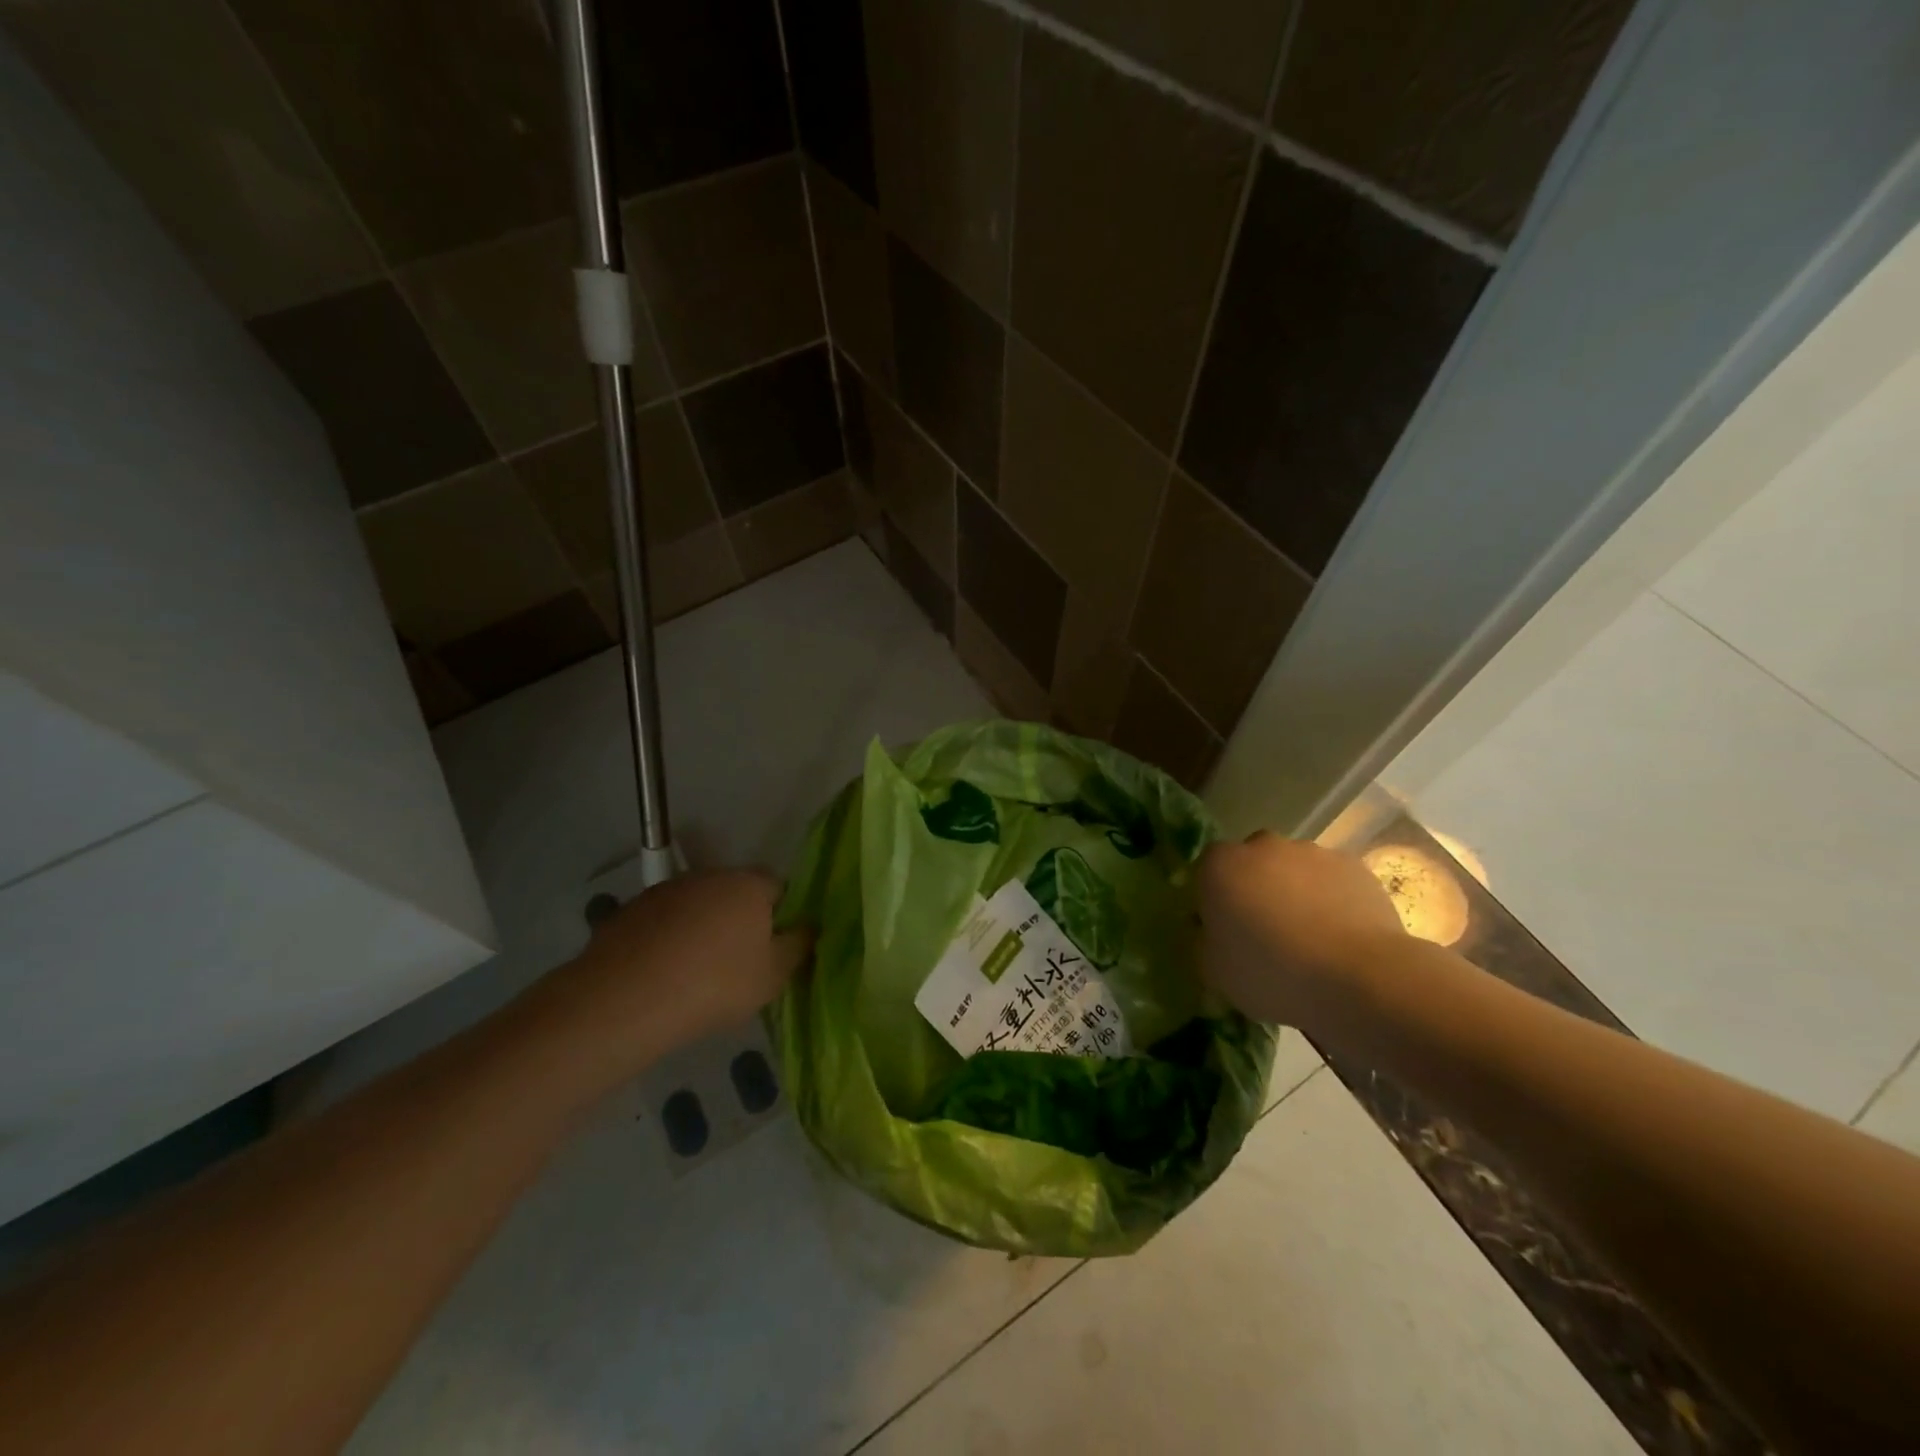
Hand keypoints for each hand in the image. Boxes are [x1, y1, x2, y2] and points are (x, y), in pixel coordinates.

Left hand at [537, 869, 811, 1081]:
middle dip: (741, 921)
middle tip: (740, 965)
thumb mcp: (773, 976)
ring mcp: (665, 890)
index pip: (780, 888)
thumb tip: (809, 927)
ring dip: (702, 929)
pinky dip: (668, 941)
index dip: (782, 917)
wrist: (624, 1000)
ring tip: (696, 974)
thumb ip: (798, 946)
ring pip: (697, 907)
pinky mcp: (629, 911)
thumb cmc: (714, 984)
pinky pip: (663, 923)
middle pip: (737, 894)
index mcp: (749, 884)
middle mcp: (709, 875)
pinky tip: (662, 975)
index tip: (775, 950)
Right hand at [1197, 832, 1405, 1028]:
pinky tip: (1340, 938)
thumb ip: (1206, 942)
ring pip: (1295, 870)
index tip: (1224, 930)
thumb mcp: (1214, 970)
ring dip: (1296, 893)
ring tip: (1309, 939)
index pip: (1206, 870)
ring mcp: (1313, 853)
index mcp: (1220, 865)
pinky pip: (1333, 882)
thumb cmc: (1271, 972)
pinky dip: (1332, 900)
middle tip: (1265, 931)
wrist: (1358, 977)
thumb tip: (1212, 933)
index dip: (1214, 898)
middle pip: (1252, 862)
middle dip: (1256, 888)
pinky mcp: (1355, 867)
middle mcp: (1263, 847)